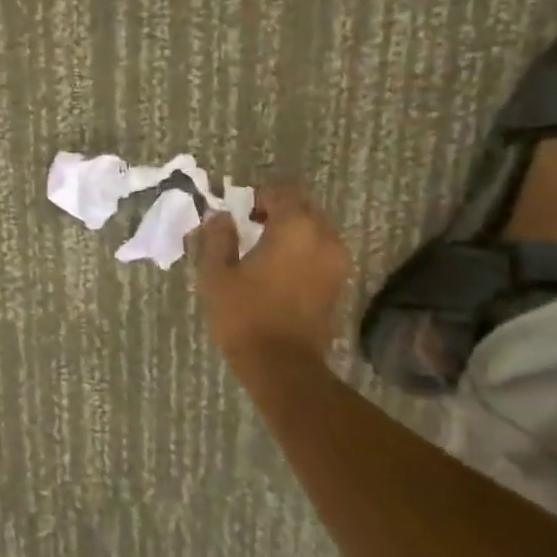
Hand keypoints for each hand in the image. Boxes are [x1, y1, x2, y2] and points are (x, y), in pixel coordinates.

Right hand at [191, 182, 350, 360]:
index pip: (282, 191)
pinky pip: (320, 252)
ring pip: (314, 230)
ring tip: (264, 251)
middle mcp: (324, 237)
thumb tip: (220, 216)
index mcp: (295, 227)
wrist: (282, 365)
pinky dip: (302, 252)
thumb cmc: (245, 314)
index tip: (239, 212)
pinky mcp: (339, 284)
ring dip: (291, 232)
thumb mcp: (217, 274)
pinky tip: (278, 271)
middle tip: (250, 228)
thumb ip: (218, 237)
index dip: (258, 195)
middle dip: (277, 211)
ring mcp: (337, 262)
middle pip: (303, 207)